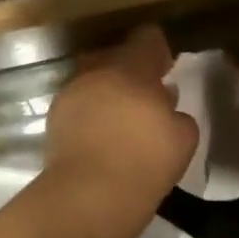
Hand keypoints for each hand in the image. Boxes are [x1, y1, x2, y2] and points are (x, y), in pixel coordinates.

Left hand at [41, 25, 198, 237]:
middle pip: (115, 59)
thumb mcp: (183, 138)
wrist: (88, 197)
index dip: (158, 50)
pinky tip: (102, 136)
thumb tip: (164, 107)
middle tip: (146, 96)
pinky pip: (80, 106)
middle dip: (130, 72)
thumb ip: (177, 114)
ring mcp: (71, 95)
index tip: (165, 66)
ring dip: (109, 93)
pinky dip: (91, 114)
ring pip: (94, 82)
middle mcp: (96, 73)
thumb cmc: (144, 163)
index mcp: (130, 69)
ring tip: (123, 119)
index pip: (146, 40)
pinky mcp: (54, 120)